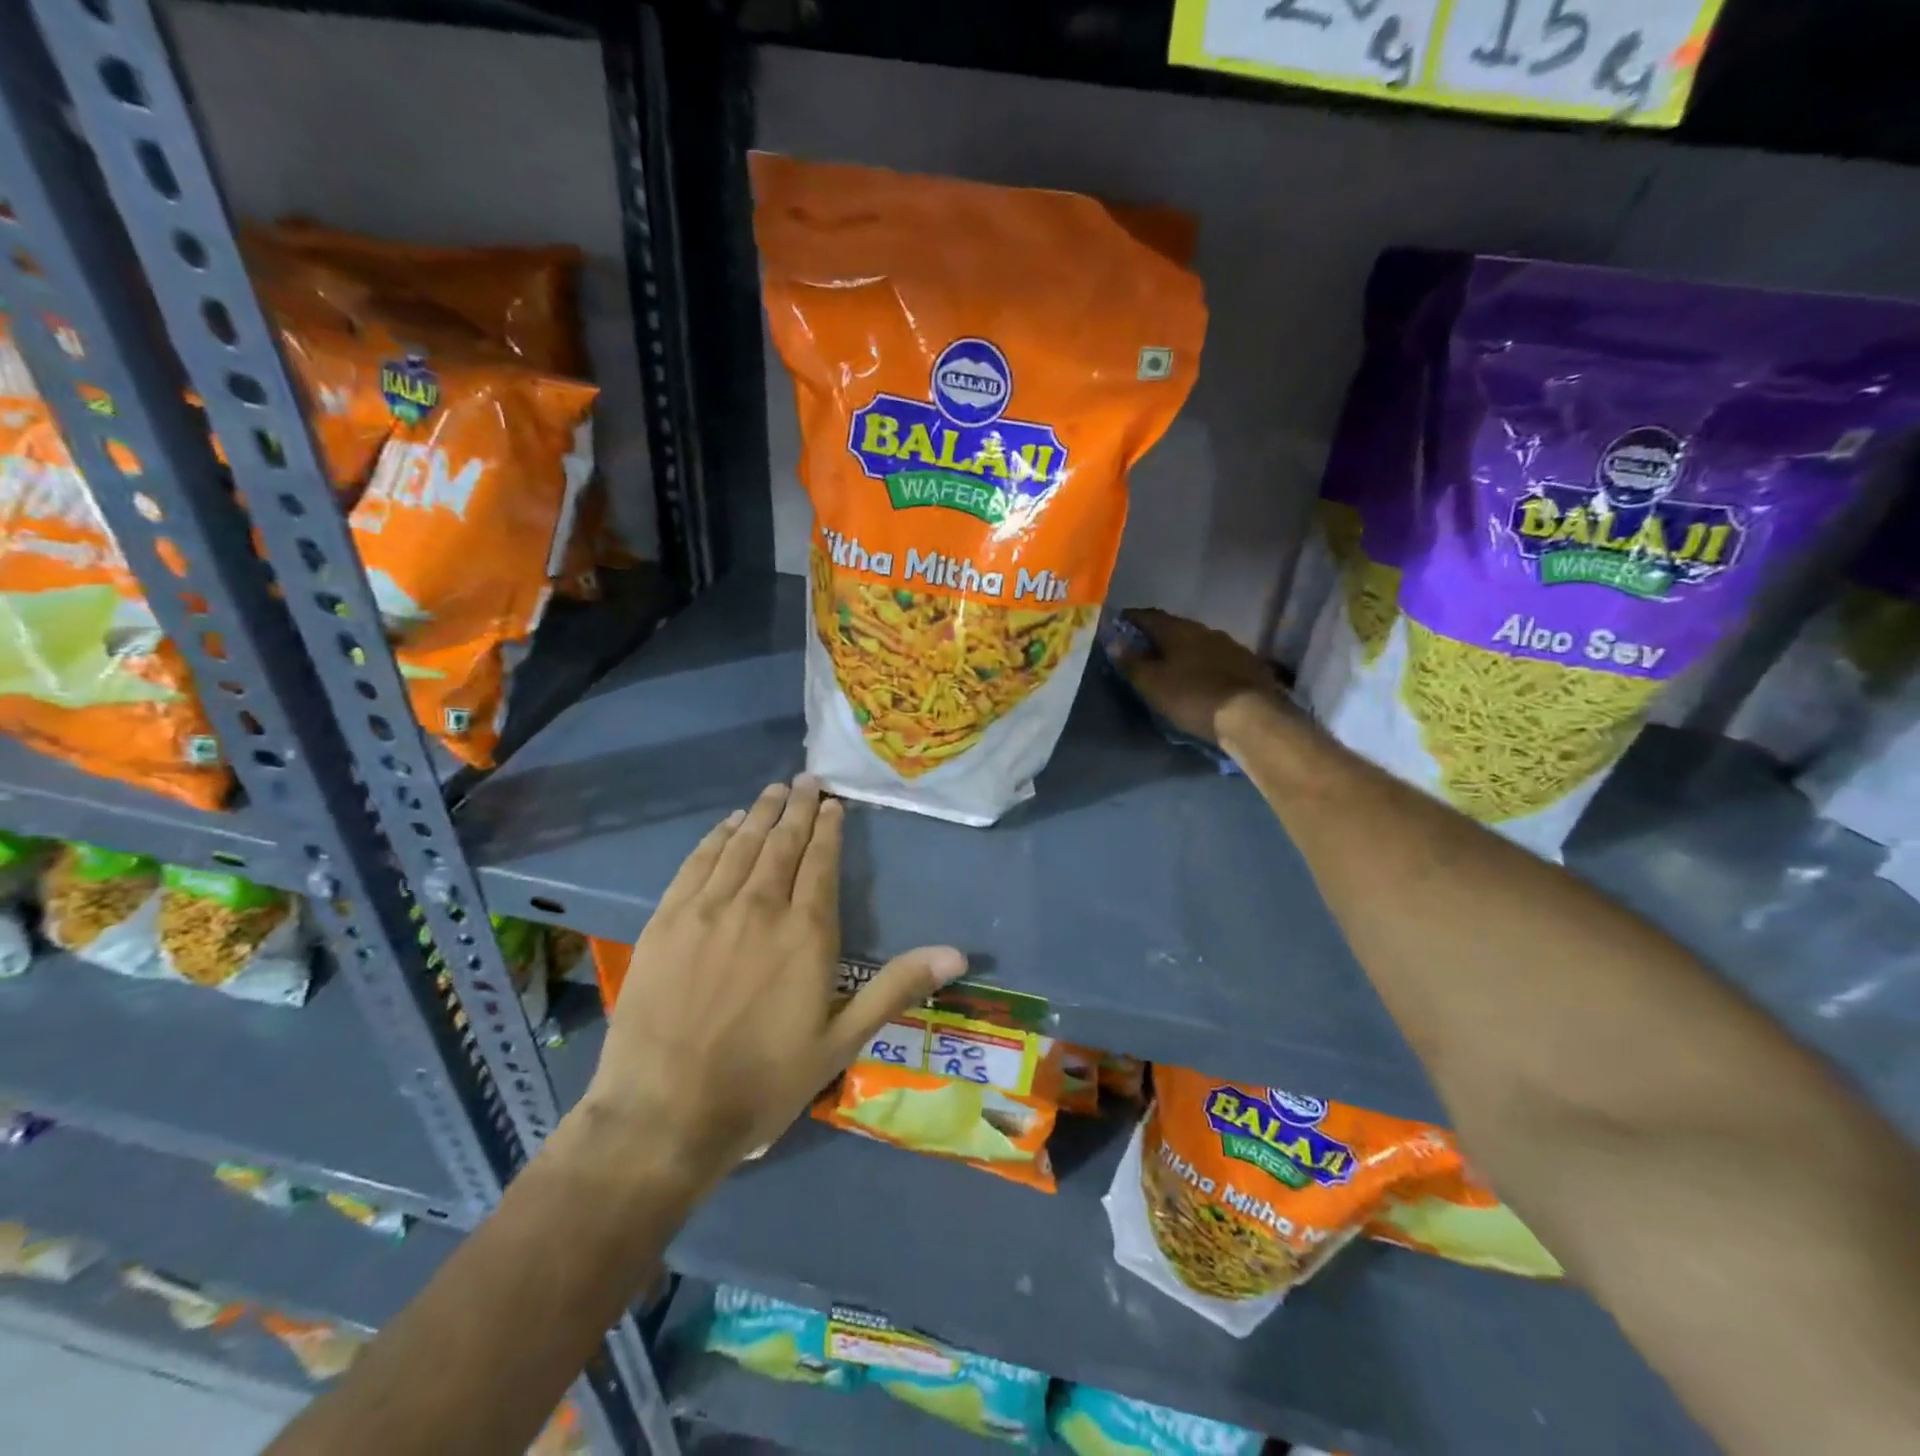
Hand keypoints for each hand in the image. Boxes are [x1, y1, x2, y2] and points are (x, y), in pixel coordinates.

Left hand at [579, 776, 965, 1191]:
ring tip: (774, 791)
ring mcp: (708, 910)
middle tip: (806, 780)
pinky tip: (727, 825)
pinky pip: (696, 864)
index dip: (829, 828)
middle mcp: (759, 906)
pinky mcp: (667, 921)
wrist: (665, 1114)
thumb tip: (957, 954)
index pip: (820, 861)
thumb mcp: (842, 1042)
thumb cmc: (763, 1082)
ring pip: (741, 845)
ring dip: (761, 814)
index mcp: (805, 932)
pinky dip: (716, 838)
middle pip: (782, 842)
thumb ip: (896, 989)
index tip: (834, 804)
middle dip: (798, 807)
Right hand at [1109, 608, 1289, 747]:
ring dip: (1184, 649)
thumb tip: (1112, 642)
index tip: (1119, 624)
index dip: (1132, 619)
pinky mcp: (1248, 663)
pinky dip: (1204, 662)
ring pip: (1199, 641)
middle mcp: (1204, 630)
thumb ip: (1131, 662)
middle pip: (1175, 627)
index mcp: (1178, 630)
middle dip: (1158, 635)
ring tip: (1173, 663)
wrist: (1250, 715)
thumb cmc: (1192, 696)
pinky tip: (1202, 675)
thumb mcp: (1152, 684)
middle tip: (1144, 648)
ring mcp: (1230, 645)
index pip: (1149, 616)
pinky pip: (1218, 657)